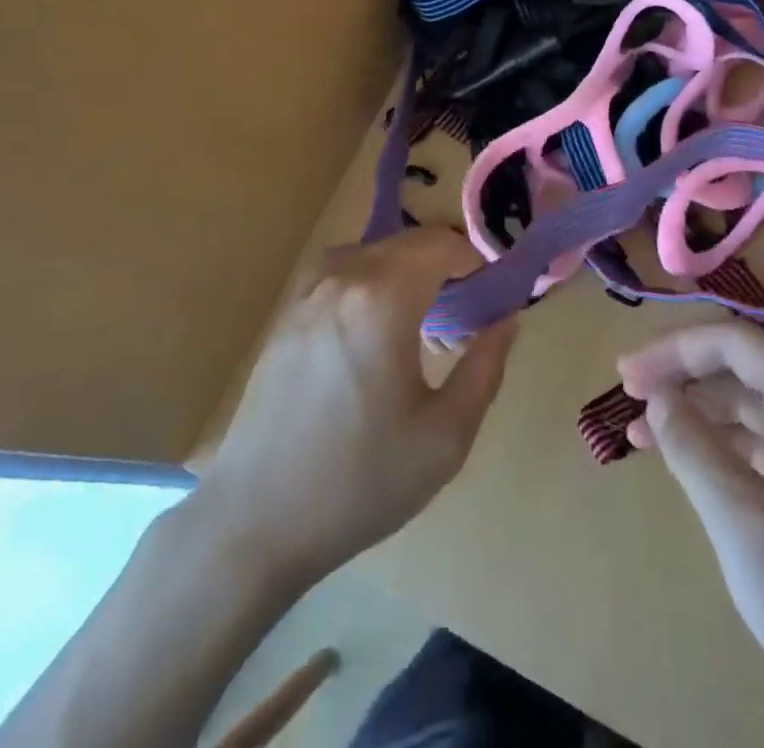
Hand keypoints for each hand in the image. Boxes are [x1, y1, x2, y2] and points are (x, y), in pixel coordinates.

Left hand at [198, 229, 517, 588]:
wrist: (255, 520)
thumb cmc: (360, 481)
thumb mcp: (445, 438)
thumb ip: (485, 369)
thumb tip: (508, 320)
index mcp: (382, 299)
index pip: (440, 244)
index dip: (474, 258)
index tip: (493, 290)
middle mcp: (341, 279)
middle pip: (406, 243)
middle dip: (444, 262)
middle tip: (466, 309)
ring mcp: (306, 294)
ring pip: (371, 253)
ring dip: (405, 269)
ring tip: (423, 316)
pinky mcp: (286, 315)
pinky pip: (339, 273)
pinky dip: (369, 280)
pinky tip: (374, 328)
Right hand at [618, 323, 763, 747]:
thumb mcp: (745, 524)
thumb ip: (693, 448)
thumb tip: (658, 397)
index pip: (734, 342)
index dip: (674, 350)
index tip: (625, 378)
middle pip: (741, 367)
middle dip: (681, 377)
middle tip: (627, 400)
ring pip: (749, 404)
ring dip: (696, 411)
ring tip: (642, 434)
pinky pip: (763, 441)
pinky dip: (720, 444)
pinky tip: (687, 462)